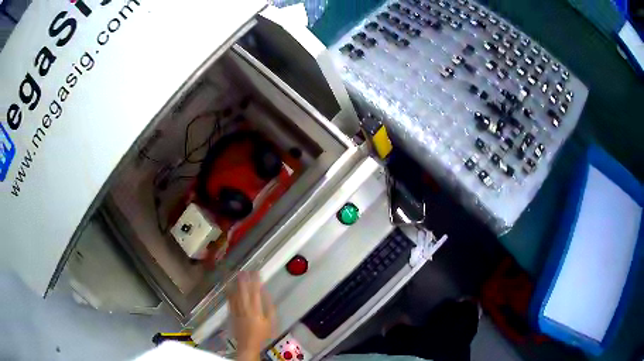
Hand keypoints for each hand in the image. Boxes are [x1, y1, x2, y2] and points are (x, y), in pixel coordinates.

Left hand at [228, 272, 275, 360]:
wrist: (248, 344)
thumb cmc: (262, 334)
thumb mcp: (270, 322)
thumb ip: (269, 308)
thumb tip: (266, 295)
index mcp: (256, 310)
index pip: (256, 293)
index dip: (256, 282)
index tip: (256, 272)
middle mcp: (246, 308)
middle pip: (244, 292)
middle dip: (244, 280)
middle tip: (244, 270)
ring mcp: (237, 311)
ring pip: (236, 295)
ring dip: (237, 285)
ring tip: (237, 275)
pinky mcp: (232, 314)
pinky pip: (230, 302)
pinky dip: (230, 294)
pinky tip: (229, 288)